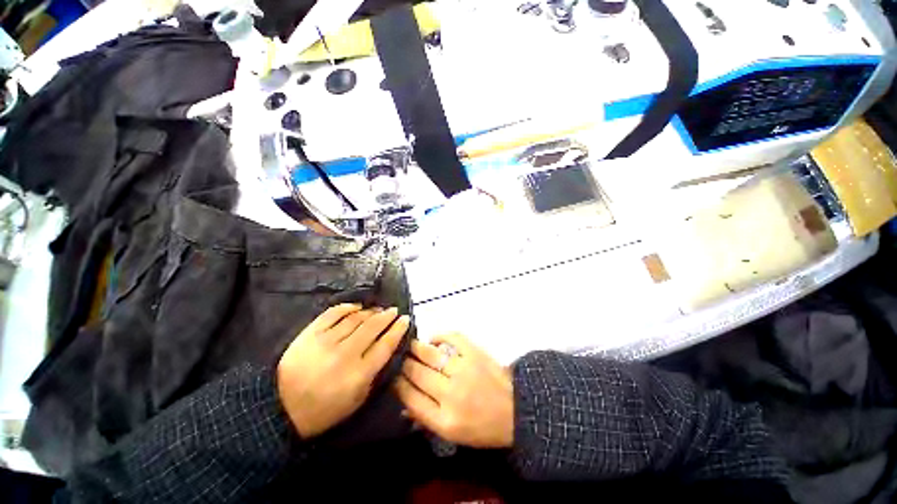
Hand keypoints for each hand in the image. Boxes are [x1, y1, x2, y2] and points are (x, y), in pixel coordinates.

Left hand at [277, 304, 409, 437]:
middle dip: (387, 316)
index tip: (405, 319)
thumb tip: (386, 349)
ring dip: (371, 311)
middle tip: (394, 310)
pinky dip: (348, 307)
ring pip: (356, 318)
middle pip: (373, 327)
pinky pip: (333, 313)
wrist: (280, 408)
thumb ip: (374, 374)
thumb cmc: (324, 409)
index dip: (398, 329)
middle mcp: (345, 354)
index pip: (386, 344)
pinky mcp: (310, 333)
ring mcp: (326, 341)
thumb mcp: (357, 400)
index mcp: (359, 373)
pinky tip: (356, 306)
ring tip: (378, 309)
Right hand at [394, 333, 513, 447]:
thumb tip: (403, 403)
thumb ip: (426, 418)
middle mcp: (450, 393)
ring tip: (409, 344)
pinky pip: (452, 337)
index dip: (397, 384)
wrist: (516, 411)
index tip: (391, 375)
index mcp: (444, 420)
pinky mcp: (475, 353)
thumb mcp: (452, 434)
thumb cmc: (483, 427)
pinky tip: (433, 338)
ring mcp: (463, 369)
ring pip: (430, 354)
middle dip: (403, 363)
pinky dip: (440, 335)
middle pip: (417, 373)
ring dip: (415, 348)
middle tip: (398, 357)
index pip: (410, 398)